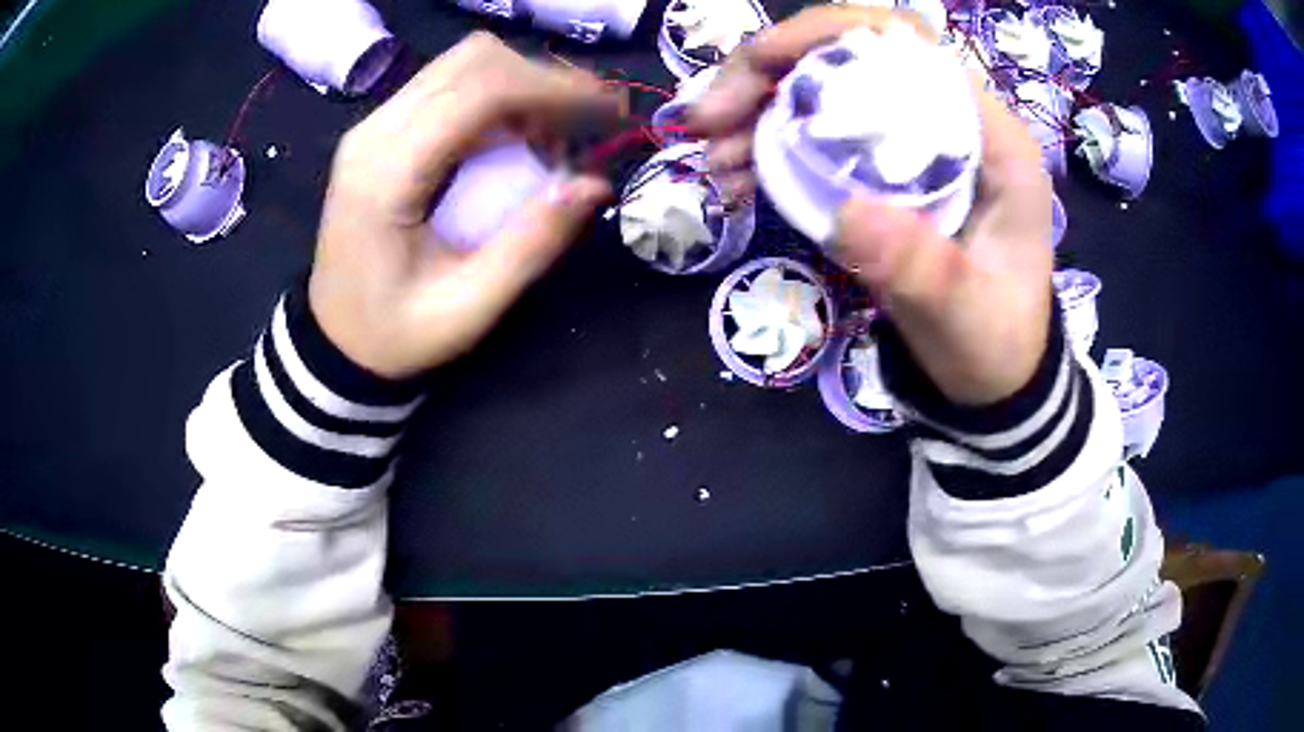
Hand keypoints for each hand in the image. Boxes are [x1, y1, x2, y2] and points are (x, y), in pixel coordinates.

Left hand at [309, 33, 620, 379]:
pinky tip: (517, 137)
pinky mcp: (383, 130)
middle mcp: (375, 132)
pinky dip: (498, 98)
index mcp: (387, 173)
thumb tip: (595, 184)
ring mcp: (375, 125)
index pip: (479, 89)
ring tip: (553, 135)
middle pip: (473, 59)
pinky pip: (451, 85)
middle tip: (585, 123)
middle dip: (543, 80)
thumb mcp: (467, 308)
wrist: (334, 340)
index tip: (608, 111)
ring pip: (464, 64)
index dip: (553, 88)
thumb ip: (530, 244)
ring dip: (522, 86)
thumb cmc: (394, 334)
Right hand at [689, 7, 1052, 405]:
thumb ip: (921, 269)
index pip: (909, 46)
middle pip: (852, 54)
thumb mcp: (966, 317)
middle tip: (709, 119)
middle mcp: (950, 120)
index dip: (829, 37)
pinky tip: (734, 177)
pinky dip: (766, 144)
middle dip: (771, 72)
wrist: (991, 371)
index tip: (759, 68)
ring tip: (713, 158)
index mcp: (989, 138)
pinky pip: (816, 130)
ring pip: (825, 87)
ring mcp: (912, 138)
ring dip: (757, 109)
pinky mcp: (883, 163)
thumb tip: (845, 213)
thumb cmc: (992, 340)